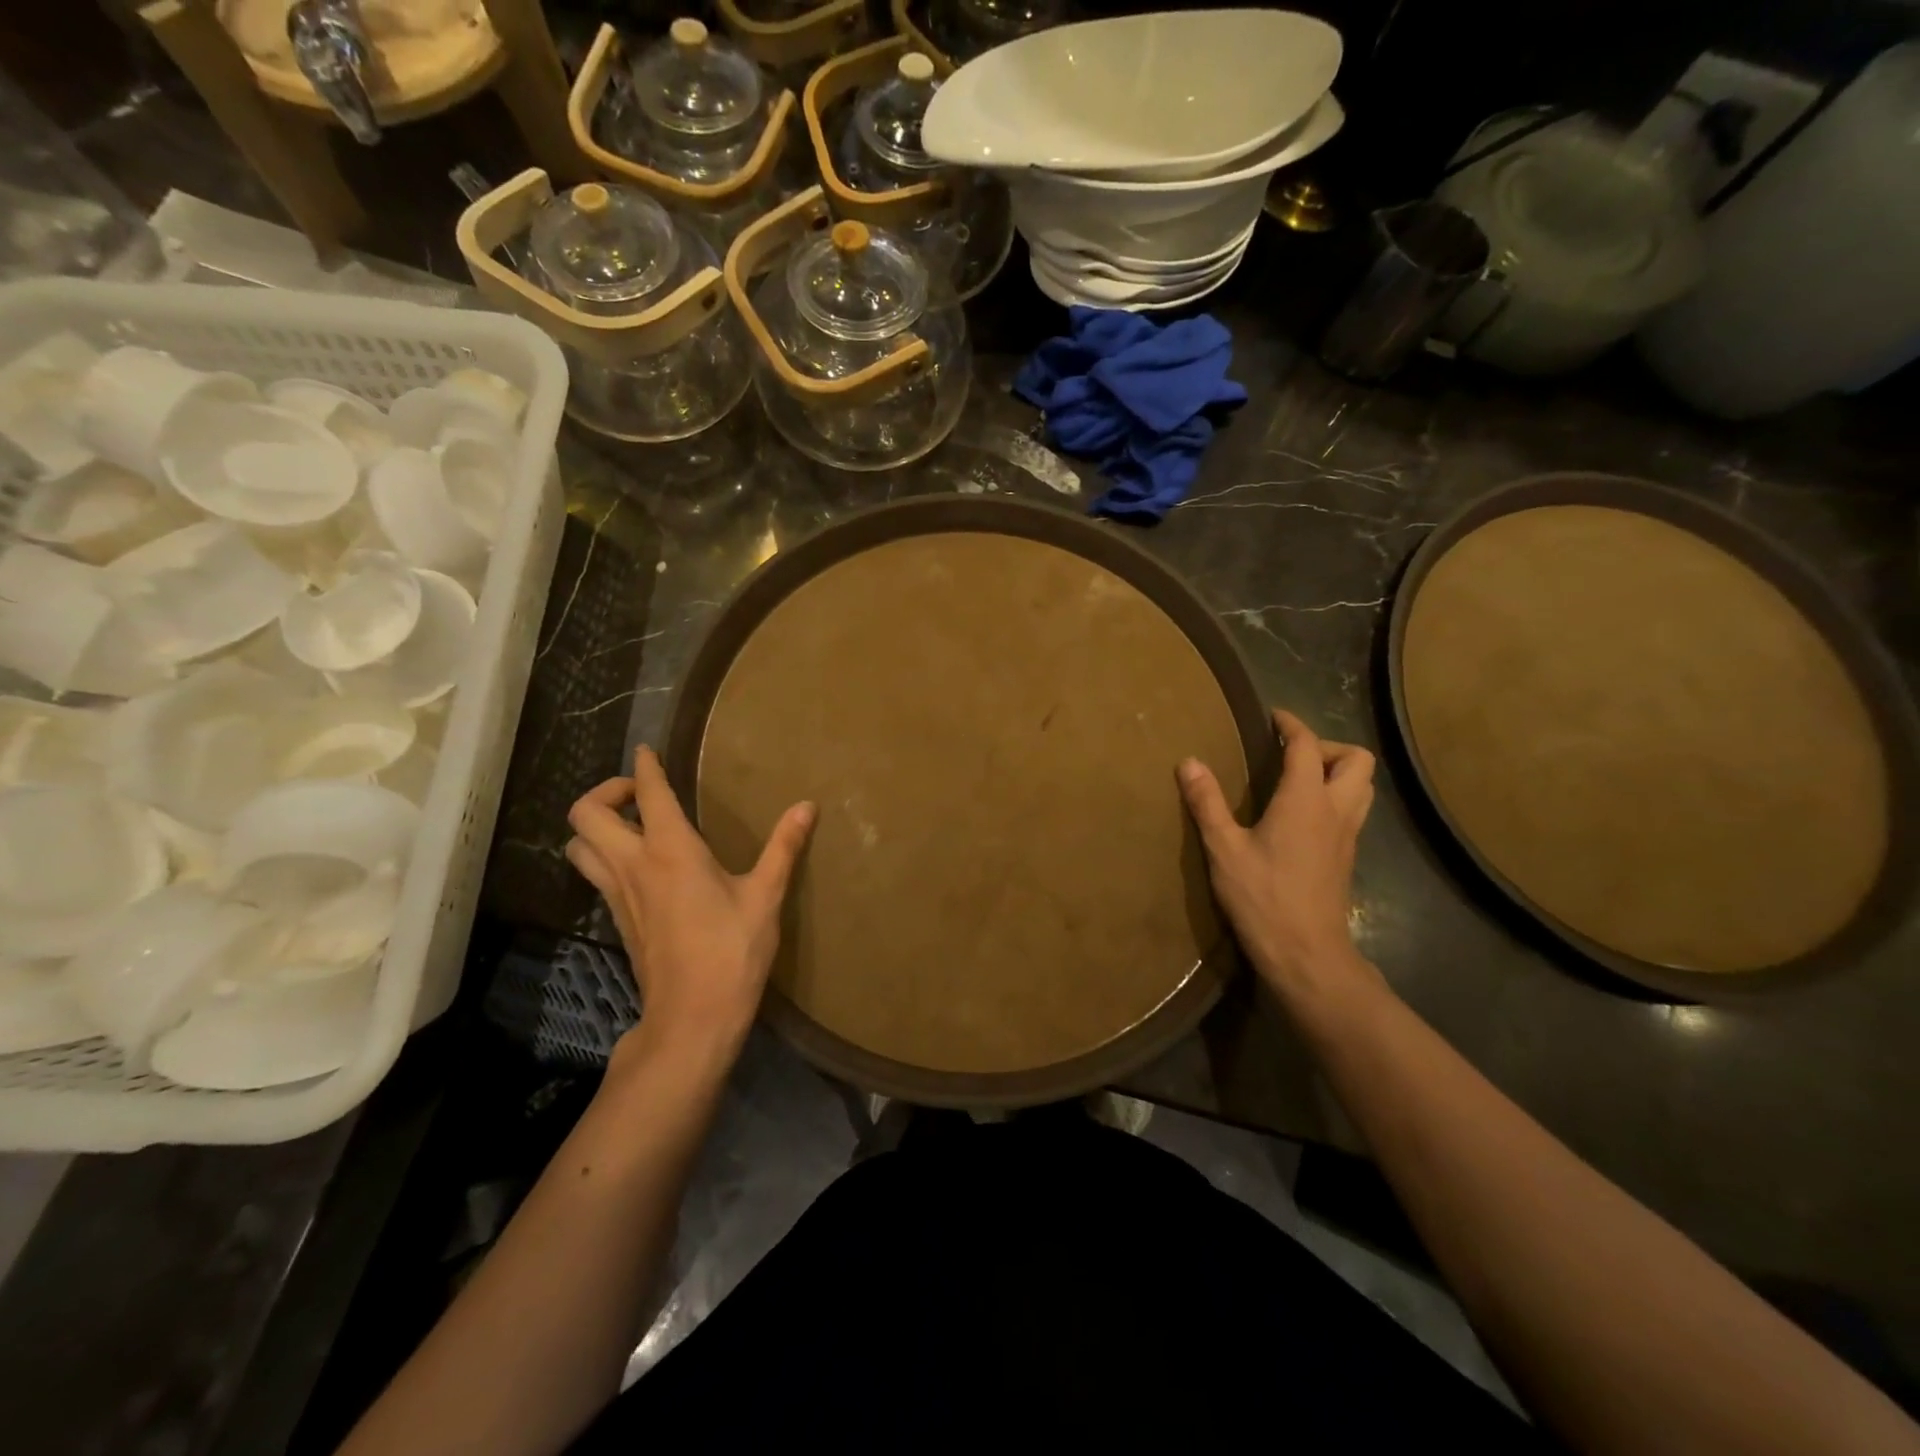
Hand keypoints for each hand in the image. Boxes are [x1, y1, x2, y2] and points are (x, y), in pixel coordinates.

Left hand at [565, 746, 815, 1058]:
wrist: (692, 1018)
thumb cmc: (732, 952)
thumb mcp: (765, 896)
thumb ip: (784, 847)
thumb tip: (807, 805)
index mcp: (671, 851)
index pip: (649, 793)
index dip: (646, 766)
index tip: (648, 750)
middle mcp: (634, 865)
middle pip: (586, 814)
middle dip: (607, 790)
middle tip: (642, 794)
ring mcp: (618, 895)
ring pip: (579, 845)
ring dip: (597, 825)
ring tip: (633, 824)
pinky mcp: (617, 919)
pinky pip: (595, 873)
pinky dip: (604, 854)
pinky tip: (640, 865)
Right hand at [1178, 709, 1377, 996]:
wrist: (1307, 954)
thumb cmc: (1263, 898)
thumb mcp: (1224, 849)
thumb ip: (1207, 803)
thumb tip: (1189, 762)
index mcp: (1306, 800)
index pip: (1307, 745)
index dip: (1291, 724)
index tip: (1272, 717)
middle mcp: (1336, 810)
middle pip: (1356, 760)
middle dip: (1325, 747)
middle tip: (1289, 756)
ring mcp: (1347, 836)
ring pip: (1362, 786)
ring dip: (1336, 772)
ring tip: (1297, 781)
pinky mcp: (1346, 857)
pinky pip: (1353, 810)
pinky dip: (1334, 798)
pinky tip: (1300, 816)